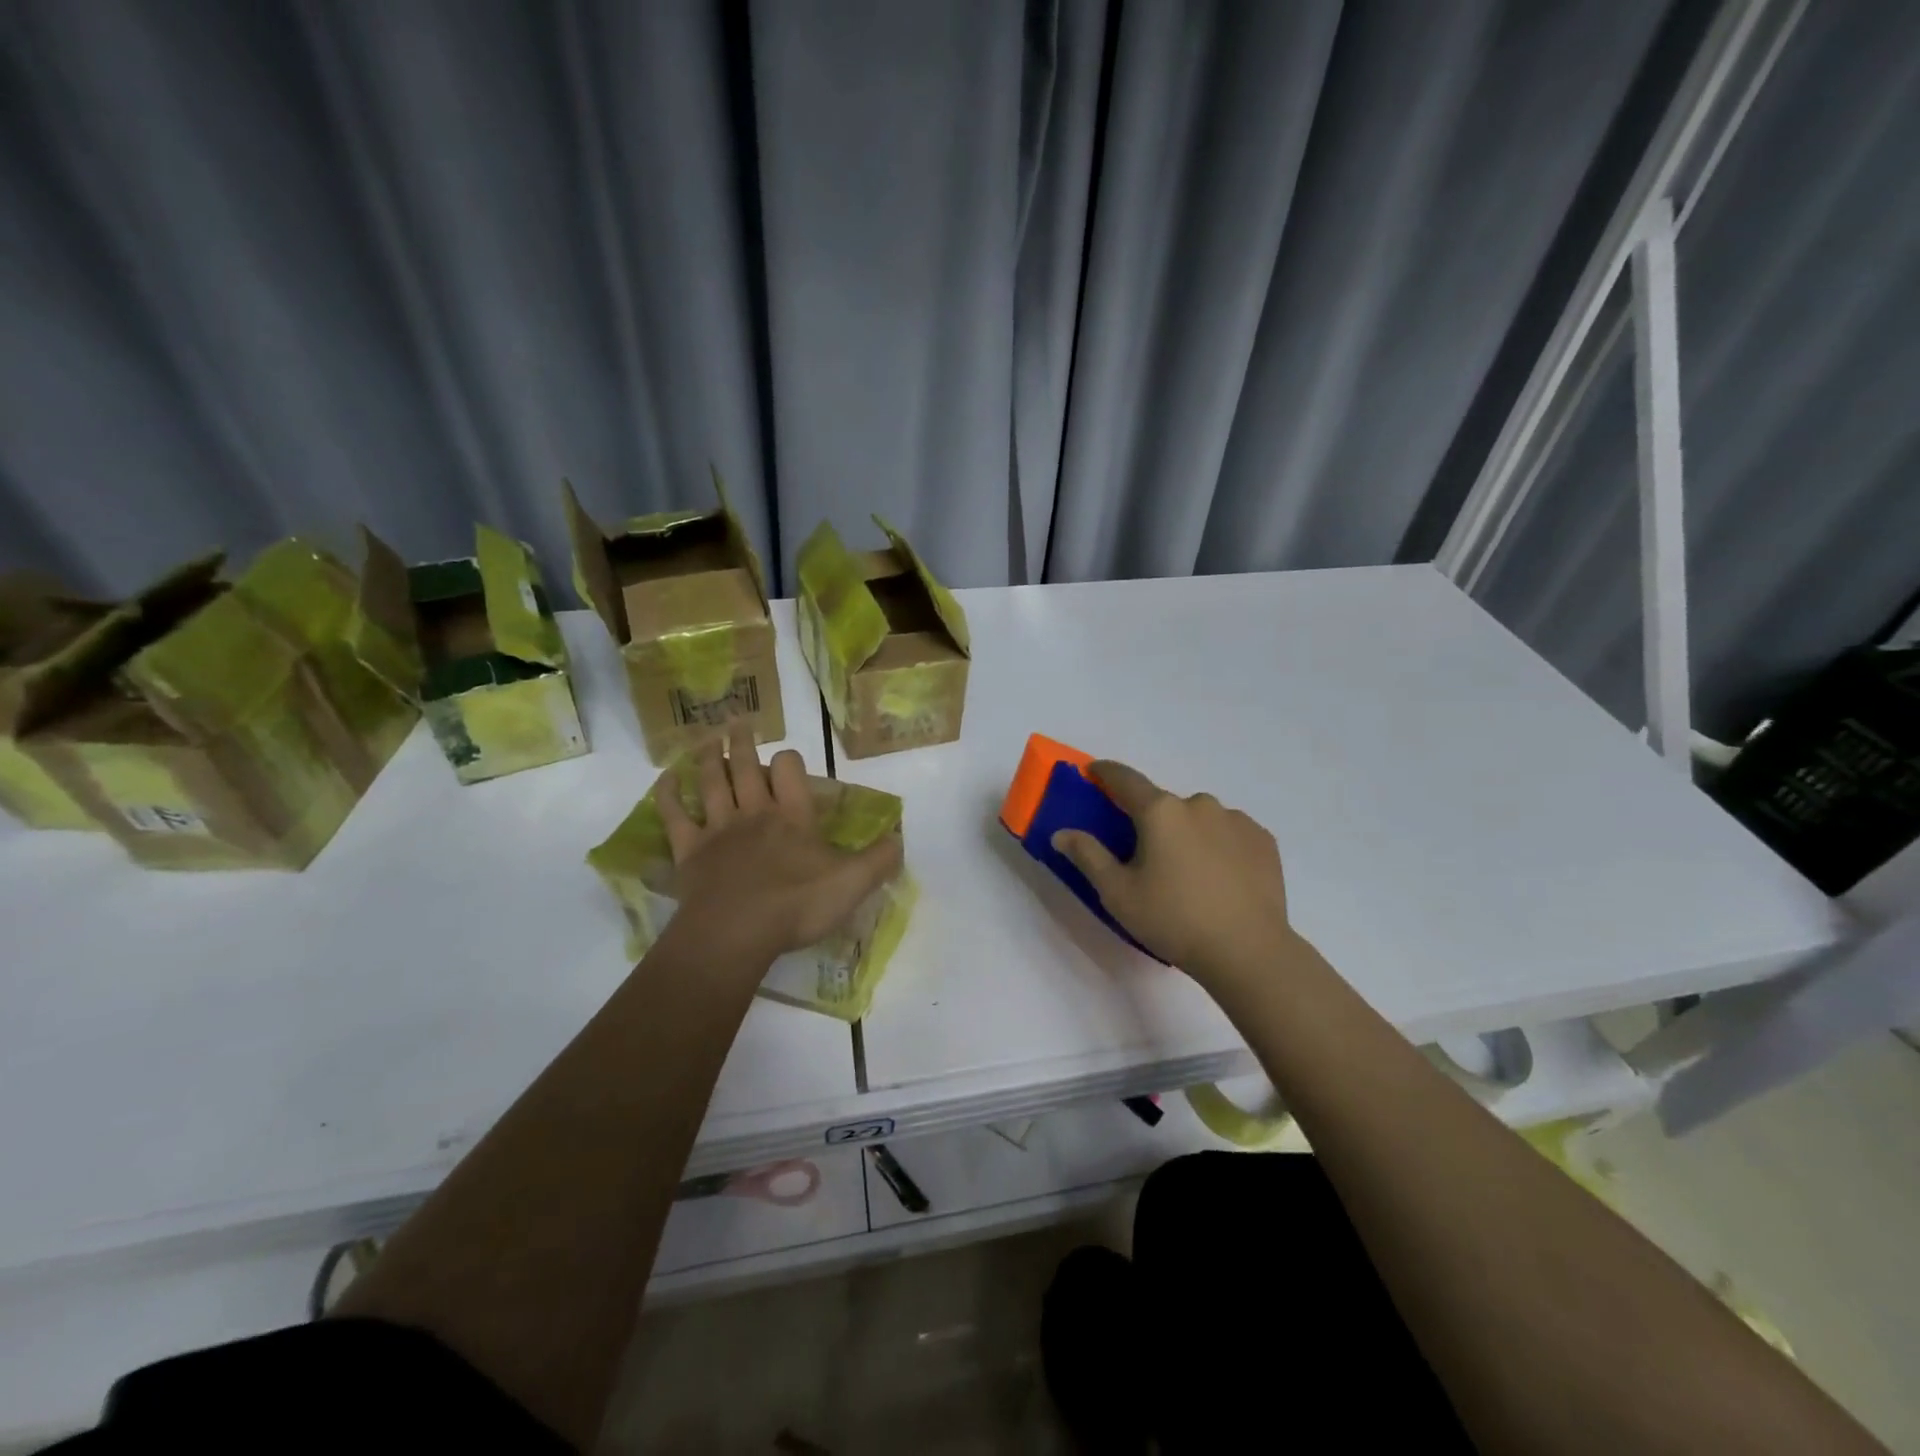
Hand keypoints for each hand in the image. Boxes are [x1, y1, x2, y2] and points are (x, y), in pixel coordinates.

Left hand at [654, 723, 903, 968]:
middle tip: (738, 722)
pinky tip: (668, 778)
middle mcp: (754, 812)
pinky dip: (669, 793)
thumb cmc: (796, 906)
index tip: (790, 763)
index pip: (791, 769)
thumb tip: (900, 839)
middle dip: (744, 742)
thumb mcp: (851, 885)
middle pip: (747, 766)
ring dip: (710, 756)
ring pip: (712, 781)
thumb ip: (879, 860)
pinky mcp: (689, 850)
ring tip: (709, 738)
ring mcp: (718, 829)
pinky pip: (674, 814)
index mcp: (793, 816)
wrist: (735, 933)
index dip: (790, 761)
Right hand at [1051, 761, 1295, 987]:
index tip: (1093, 771)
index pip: (1125, 779)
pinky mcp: (1263, 840)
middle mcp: (1199, 804)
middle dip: (1151, 822)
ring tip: (1189, 874)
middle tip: (1147, 858)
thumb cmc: (1173, 920)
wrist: (1248, 951)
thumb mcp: (1117, 893)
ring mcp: (1236, 820)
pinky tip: (1220, 878)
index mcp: (1160, 811)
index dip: (1105, 772)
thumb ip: (1088, 856)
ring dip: (1188, 834)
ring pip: (1200, 818)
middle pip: (1164, 805)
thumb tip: (1062, 833)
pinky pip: (1230, 833)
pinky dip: (1219, 846)